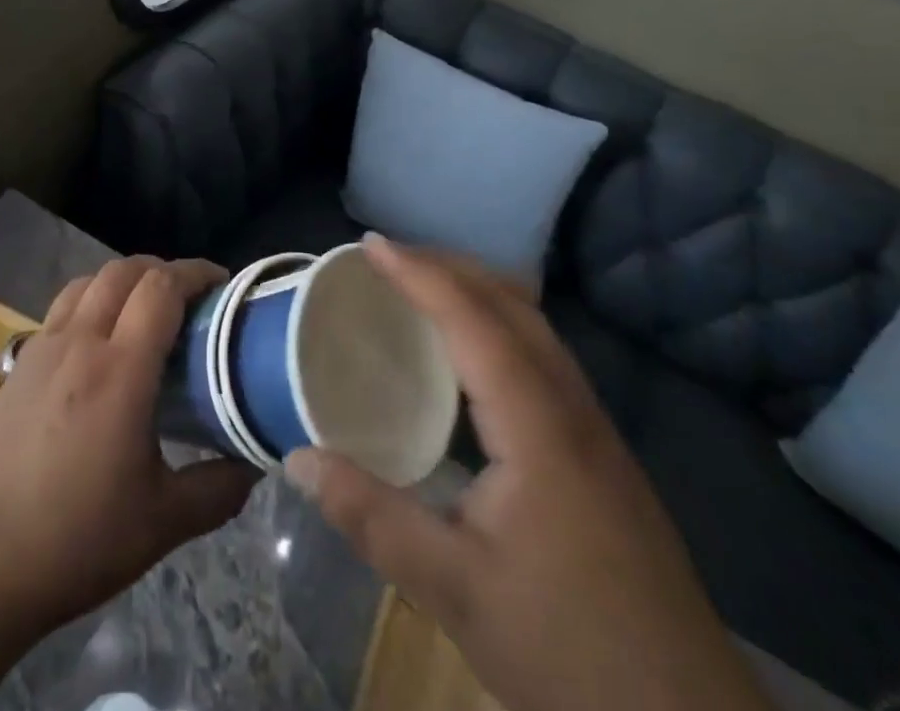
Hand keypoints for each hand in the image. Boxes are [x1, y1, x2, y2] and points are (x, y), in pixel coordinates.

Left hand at [0, 256, 257, 633]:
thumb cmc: (76, 539)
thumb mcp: (162, 523)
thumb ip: (217, 490)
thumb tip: (253, 466)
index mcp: (120, 369)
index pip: (162, 288)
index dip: (195, 273)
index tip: (221, 283)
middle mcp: (80, 342)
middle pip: (123, 271)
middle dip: (161, 270)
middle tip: (188, 298)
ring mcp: (42, 349)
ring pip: (87, 282)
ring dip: (122, 280)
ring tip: (142, 310)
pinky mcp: (17, 366)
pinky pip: (60, 310)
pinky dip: (89, 303)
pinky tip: (96, 345)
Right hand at [285, 237, 770, 710]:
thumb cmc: (568, 652)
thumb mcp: (454, 591)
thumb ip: (372, 518)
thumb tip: (299, 459)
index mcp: (538, 426)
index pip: (474, 319)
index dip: (420, 274)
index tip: (369, 246)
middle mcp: (572, 408)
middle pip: (512, 304)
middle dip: (448, 266)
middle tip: (387, 260)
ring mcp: (595, 430)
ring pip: (534, 327)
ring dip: (476, 291)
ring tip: (421, 291)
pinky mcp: (601, 453)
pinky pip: (542, 356)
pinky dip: (497, 326)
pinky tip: (470, 360)